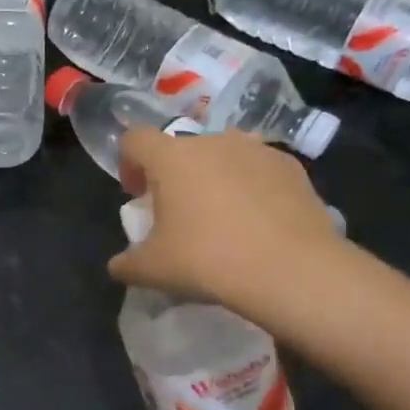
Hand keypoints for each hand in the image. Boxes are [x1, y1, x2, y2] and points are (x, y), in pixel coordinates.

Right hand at [109, 127, 344, 306]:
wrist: (291, 270)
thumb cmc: (208, 261)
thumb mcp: (152, 270)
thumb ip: (126, 264)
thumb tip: (118, 265)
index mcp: (171, 158)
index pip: (135, 140)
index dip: (128, 163)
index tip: (137, 195)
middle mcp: (213, 141)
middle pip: (181, 148)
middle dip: (174, 175)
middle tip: (178, 212)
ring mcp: (257, 149)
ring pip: (223, 155)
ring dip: (214, 176)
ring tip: (221, 215)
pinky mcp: (291, 166)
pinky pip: (258, 169)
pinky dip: (250, 187)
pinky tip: (258, 222)